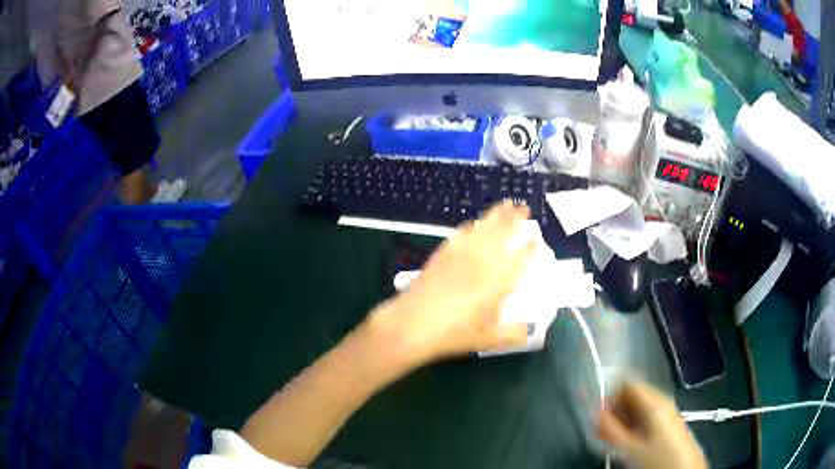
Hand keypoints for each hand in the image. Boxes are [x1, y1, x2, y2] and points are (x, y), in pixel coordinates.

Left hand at [367, 201, 535, 365]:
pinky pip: (462, 233)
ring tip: (506, 205)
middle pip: (502, 233)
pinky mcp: (443, 254)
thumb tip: (529, 332)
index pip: (520, 258)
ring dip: (496, 215)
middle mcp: (483, 262)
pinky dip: (472, 226)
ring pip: (483, 228)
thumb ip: (512, 334)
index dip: (530, 246)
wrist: (412, 324)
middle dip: (514, 219)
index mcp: (499, 281)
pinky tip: (474, 224)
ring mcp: (462, 254)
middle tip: (523, 209)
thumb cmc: (453, 334)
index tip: (536, 237)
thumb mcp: (488, 339)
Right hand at [599, 381, 706, 468]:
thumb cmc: (658, 458)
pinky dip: (630, 426)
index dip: (609, 393)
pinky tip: (624, 442)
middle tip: (599, 428)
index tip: (596, 411)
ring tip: (608, 438)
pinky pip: (644, 418)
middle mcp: (661, 403)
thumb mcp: (630, 448)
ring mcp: (665, 414)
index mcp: (654, 402)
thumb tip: (595, 412)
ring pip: (637, 408)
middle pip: (632, 395)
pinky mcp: (666, 426)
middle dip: (613, 409)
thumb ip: (611, 430)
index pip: (627, 383)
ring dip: (620, 419)